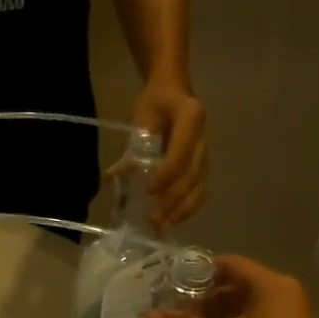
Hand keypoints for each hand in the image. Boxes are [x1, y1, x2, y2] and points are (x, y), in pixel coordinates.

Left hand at [130, 82, 206, 231]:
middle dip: (172, 200)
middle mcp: (203, 138)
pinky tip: (171, 221)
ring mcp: (206, 155)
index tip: (148, 190)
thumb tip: (112, 176)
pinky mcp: (203, 167)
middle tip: (153, 219)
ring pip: (199, 188)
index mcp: (191, 118)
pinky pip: (200, 191)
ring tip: (162, 227)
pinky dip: (186, 209)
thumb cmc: (155, 102)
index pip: (181, 153)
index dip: (166, 174)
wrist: (174, 90)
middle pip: (192, 176)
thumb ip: (131, 146)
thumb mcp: (140, 116)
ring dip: (181, 211)